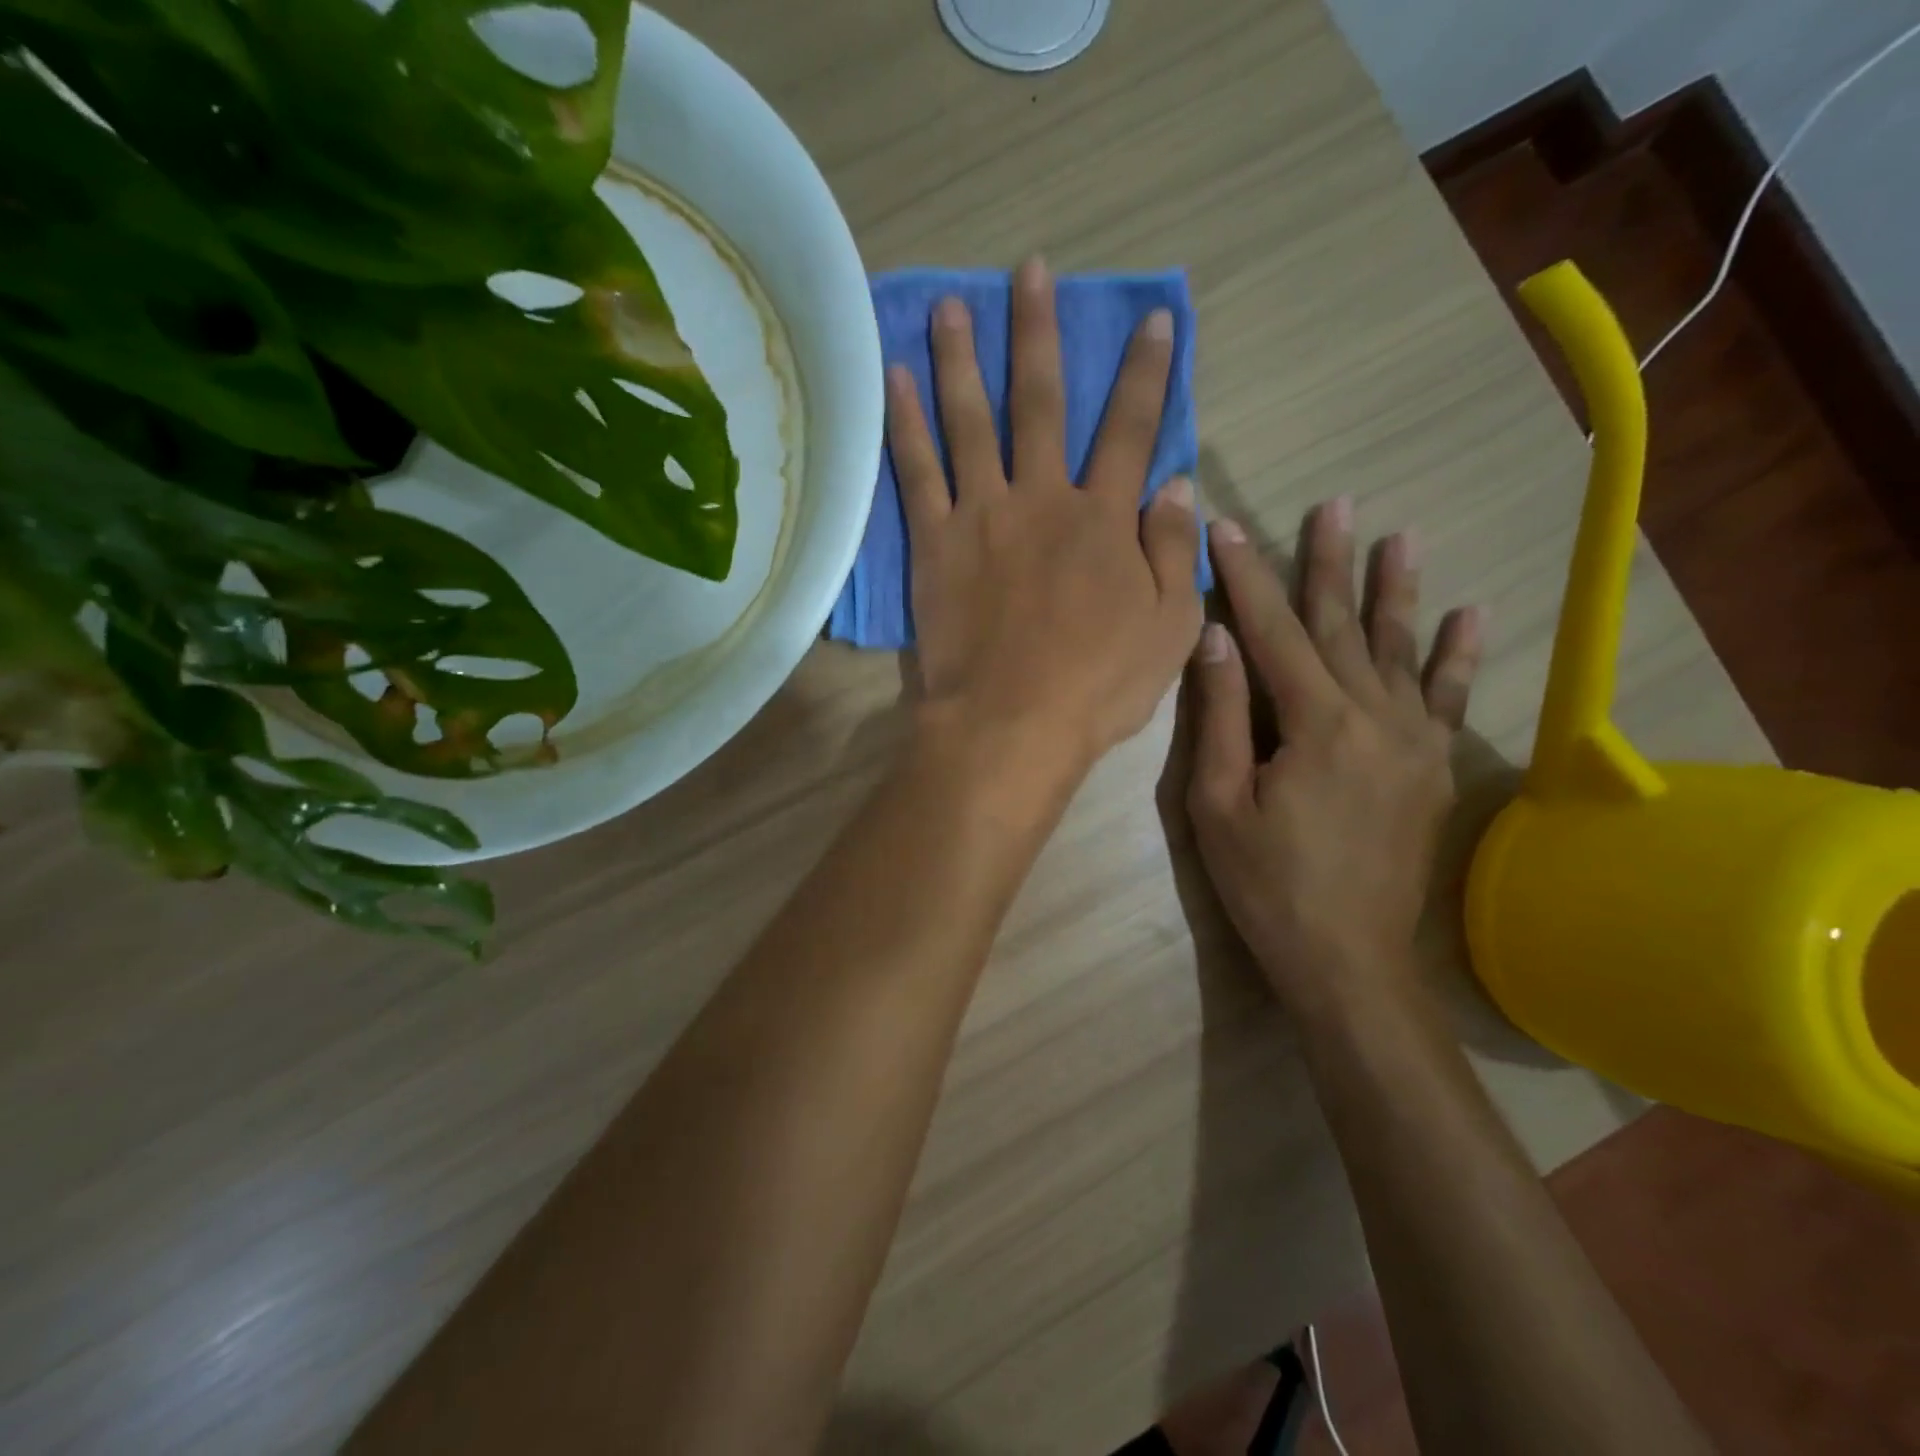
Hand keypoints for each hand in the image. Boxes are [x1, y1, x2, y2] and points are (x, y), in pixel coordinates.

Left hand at [886, 257, 1202, 789]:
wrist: (1012, 724)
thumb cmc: (1098, 686)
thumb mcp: (1169, 627)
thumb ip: (1175, 551)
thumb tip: (1179, 484)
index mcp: (1104, 519)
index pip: (1132, 429)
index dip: (1145, 372)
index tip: (1152, 319)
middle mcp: (1042, 498)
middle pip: (1042, 401)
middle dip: (1039, 333)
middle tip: (1030, 271)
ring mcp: (982, 515)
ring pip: (972, 420)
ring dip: (961, 357)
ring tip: (950, 304)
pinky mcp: (935, 543)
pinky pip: (916, 471)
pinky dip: (903, 421)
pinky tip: (892, 378)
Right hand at [1185, 499, 1483, 1013]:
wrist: (1347, 960)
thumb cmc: (1266, 884)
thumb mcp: (1218, 803)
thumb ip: (1221, 716)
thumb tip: (1216, 636)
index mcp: (1315, 723)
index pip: (1271, 630)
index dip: (1248, 575)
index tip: (1229, 526)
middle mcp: (1374, 716)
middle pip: (1343, 626)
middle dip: (1329, 563)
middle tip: (1333, 504)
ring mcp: (1414, 741)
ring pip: (1401, 650)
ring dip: (1395, 591)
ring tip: (1399, 536)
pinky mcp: (1433, 768)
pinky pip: (1448, 699)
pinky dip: (1459, 656)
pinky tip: (1472, 615)